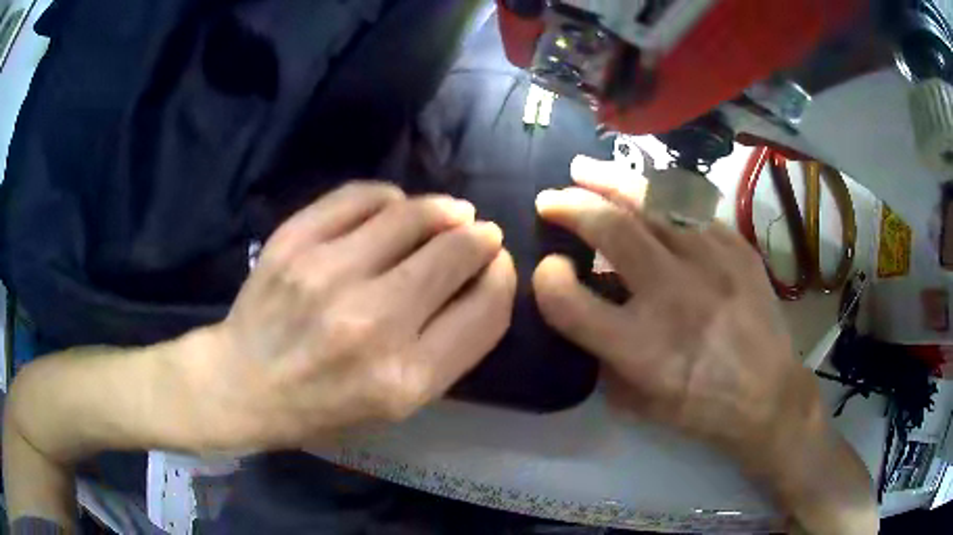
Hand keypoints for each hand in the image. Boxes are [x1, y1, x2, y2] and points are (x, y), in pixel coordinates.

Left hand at [193, 182, 515, 449]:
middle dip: (480, 237)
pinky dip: (391, 197)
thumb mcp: (399, 404)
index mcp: (405, 378)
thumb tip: (483, 276)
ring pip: (412, 215)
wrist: (244, 383)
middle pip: (455, 253)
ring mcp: (327, 274)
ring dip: (443, 209)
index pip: (485, 309)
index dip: (502, 278)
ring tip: (450, 213)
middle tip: (480, 233)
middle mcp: (371, 324)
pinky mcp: (294, 241)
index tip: (498, 264)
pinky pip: (362, 196)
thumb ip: (451, 348)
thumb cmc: (325, 405)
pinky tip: (394, 208)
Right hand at [532, 167, 875, 533]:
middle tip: (550, 197)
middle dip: (570, 205)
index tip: (549, 268)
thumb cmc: (702, 408)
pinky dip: (660, 193)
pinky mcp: (738, 249)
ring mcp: (712, 264)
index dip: (547, 280)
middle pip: (611, 230)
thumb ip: (603, 356)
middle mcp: (673, 297)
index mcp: (641, 348)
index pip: (570, 301)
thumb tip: (585, 307)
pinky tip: (646, 188)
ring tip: (585, 168)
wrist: (769, 396)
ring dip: (611, 180)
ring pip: (653, 202)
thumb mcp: (639, 402)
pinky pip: (693, 206)